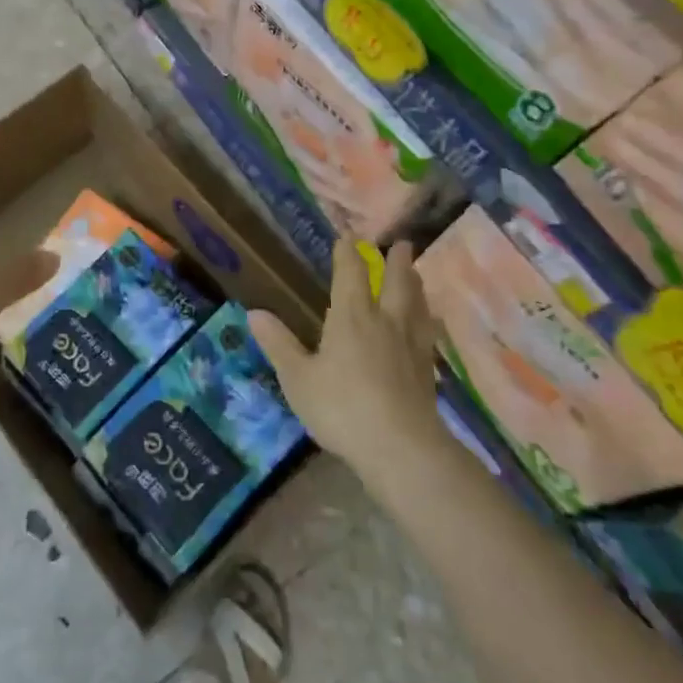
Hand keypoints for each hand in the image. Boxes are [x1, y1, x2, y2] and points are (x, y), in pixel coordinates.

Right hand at [249, 242, 451, 491]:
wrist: (401, 448)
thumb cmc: (341, 408)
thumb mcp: (298, 378)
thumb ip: (279, 344)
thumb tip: (254, 312)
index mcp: (351, 316)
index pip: (351, 273)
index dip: (349, 252)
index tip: (350, 235)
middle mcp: (385, 321)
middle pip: (396, 282)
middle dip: (397, 261)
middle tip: (403, 242)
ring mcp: (411, 345)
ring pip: (417, 304)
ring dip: (416, 284)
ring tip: (417, 273)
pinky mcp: (427, 370)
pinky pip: (428, 332)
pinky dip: (428, 319)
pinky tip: (428, 324)